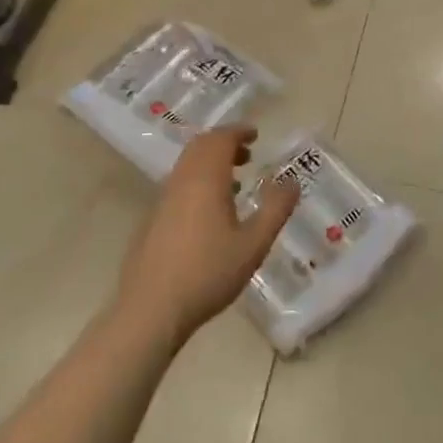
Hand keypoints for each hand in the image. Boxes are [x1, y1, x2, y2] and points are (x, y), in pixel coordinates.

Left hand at [117, 126, 299, 346]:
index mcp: (205, 178)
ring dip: (210, 163)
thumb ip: (276, 209)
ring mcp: (162, 200)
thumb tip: (292, 182)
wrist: (150, 310)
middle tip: (247, 155)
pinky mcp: (152, 220)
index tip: (255, 135)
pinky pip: (178, 185)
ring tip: (235, 183)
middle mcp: (181, 180)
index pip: (220, 138)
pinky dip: (198, 182)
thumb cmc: (207, 273)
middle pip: (200, 147)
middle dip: (224, 144)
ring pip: (187, 166)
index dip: (238, 132)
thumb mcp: (253, 244)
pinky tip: (210, 214)